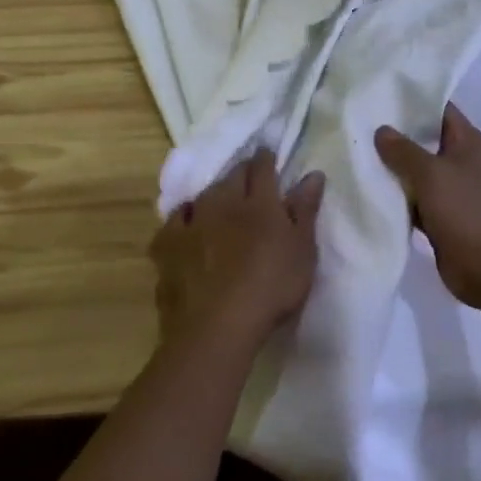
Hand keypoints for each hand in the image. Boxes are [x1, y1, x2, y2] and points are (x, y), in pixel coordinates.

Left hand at [150, 149, 324, 353]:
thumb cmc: (271, 288)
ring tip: (220, 200)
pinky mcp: (167, 245)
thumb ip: (305, 210)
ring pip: (203, 195)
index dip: (266, 159)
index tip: (268, 155)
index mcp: (260, 203)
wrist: (217, 326)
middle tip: (249, 176)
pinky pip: (174, 220)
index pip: (262, 168)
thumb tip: (312, 173)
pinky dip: (183, 218)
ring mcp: (192, 222)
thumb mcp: (302, 251)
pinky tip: (186, 225)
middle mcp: (223, 203)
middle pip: (232, 177)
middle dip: (242, 171)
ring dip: (214, 193)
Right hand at [375, 104, 480, 309]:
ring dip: (395, 168)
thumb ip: (404, 150)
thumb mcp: (432, 175)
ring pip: (419, 171)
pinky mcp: (445, 216)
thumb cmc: (465, 212)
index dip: (413, 101)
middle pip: (427, 140)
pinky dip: (399, 196)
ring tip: (358, 153)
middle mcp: (465, 161)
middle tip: (360, 124)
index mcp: (470, 143)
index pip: (441, 109)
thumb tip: (381, 130)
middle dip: (397, 135)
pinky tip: (370, 190)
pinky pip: (417, 198)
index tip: (380, 94)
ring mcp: (455, 190)